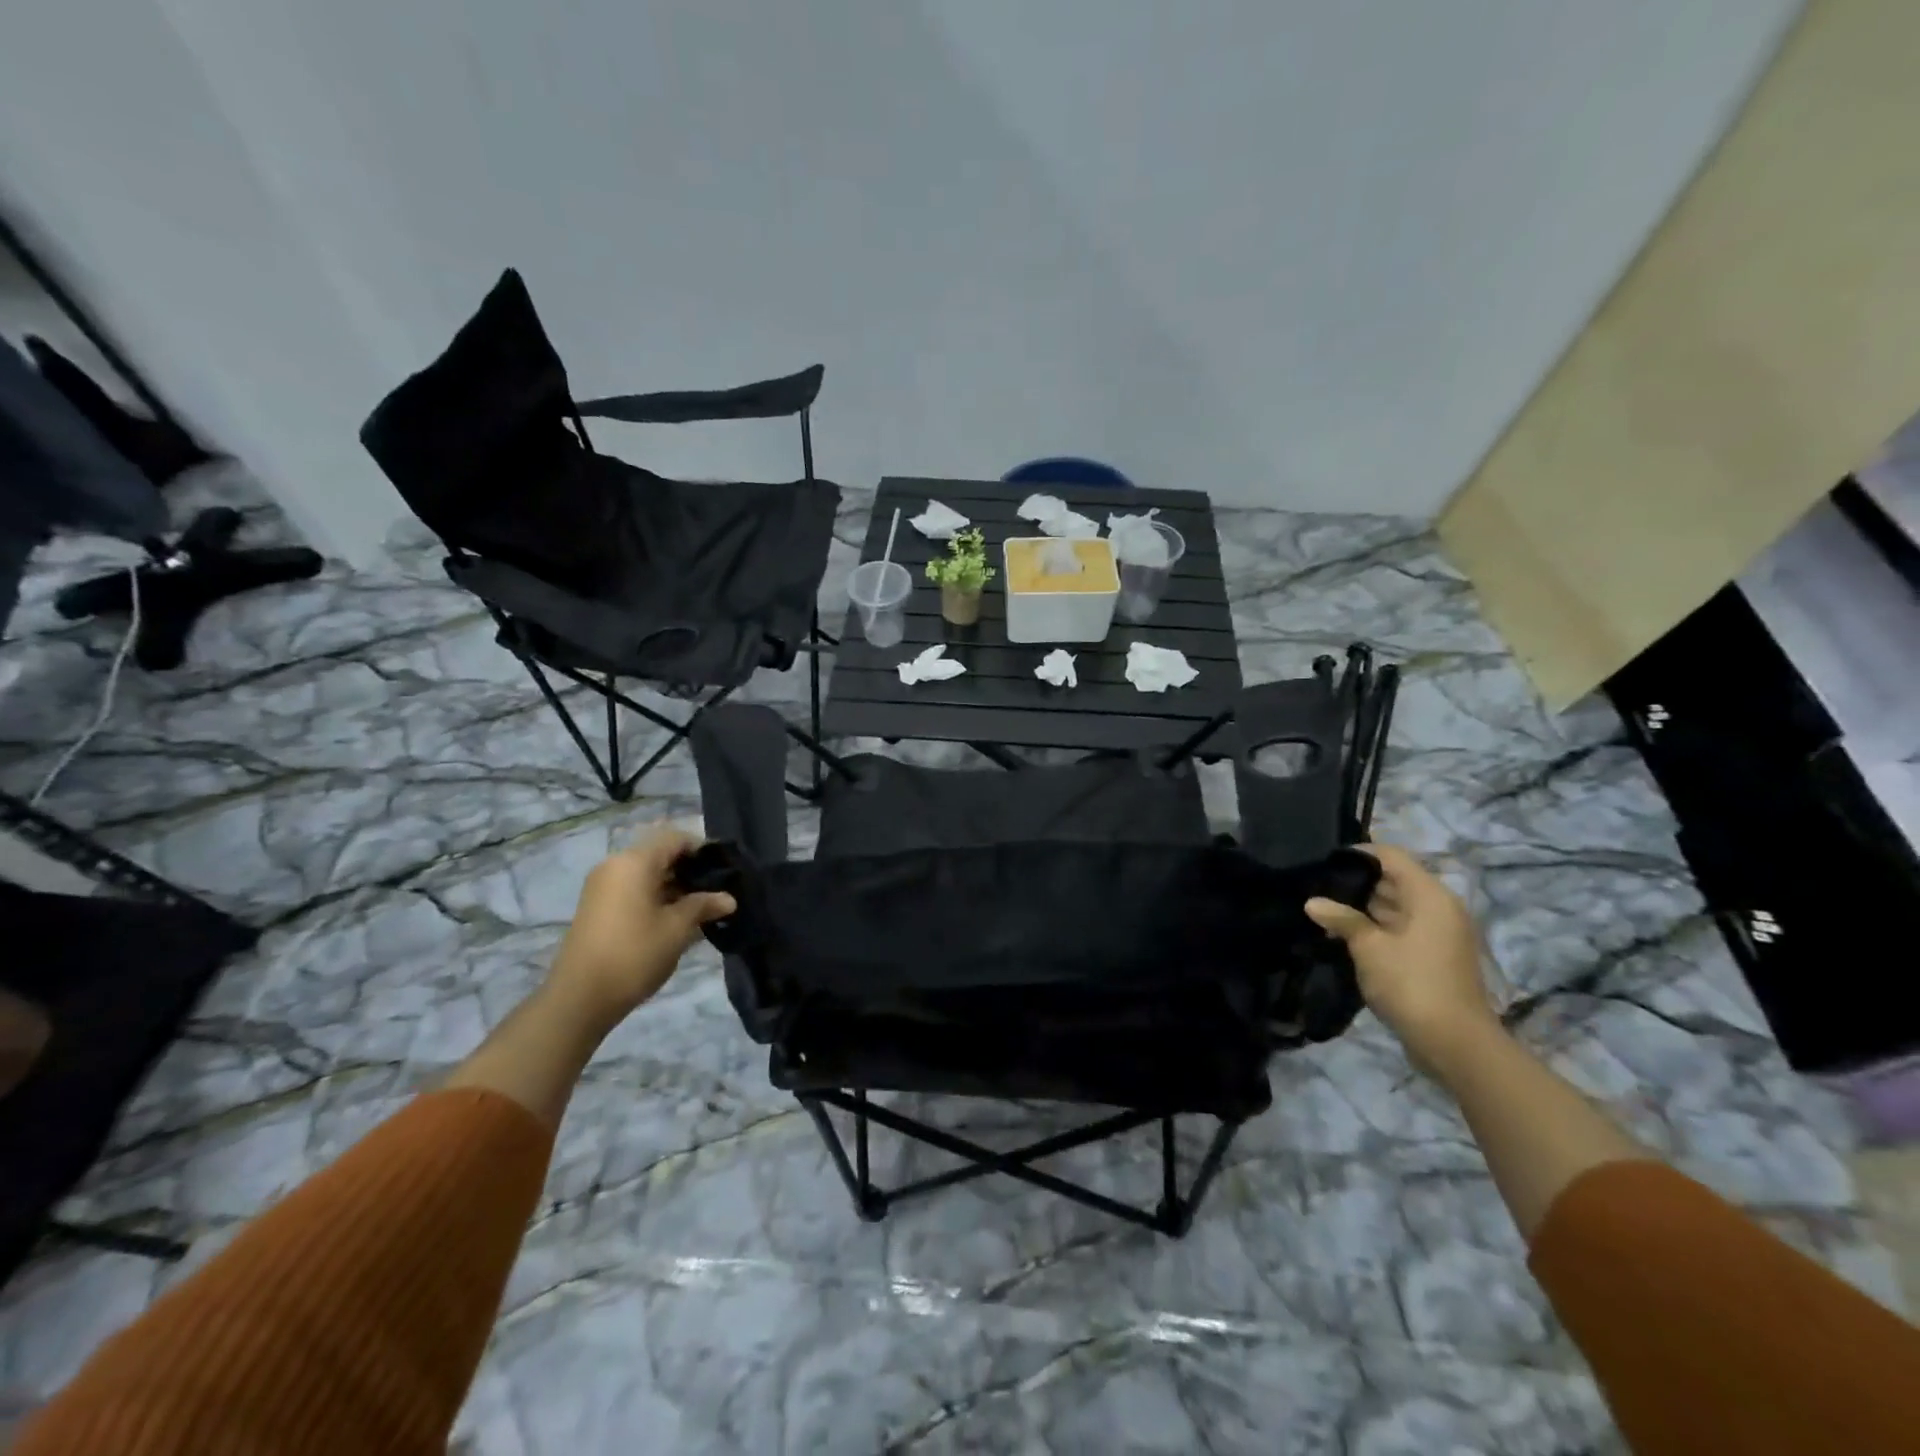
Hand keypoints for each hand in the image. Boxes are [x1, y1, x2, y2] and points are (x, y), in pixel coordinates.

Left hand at [544, 827, 735, 1030]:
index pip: (675, 838)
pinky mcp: (597, 906)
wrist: (579, 998)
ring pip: (647, 874)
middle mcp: (615, 865)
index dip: (703, 850)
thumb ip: (704, 906)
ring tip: (700, 910)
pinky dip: (655, 897)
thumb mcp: (678, 928)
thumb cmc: (634, 954)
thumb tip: (729, 899)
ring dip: (674, 887)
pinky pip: (633, 889)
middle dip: (690, 871)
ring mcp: (602, 886)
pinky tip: (675, 920)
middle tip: (716, 893)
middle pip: (660, 854)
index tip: (725, 872)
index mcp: (634, 862)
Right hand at [1305, 844, 1500, 1073]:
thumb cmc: (1413, 985)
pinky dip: (1374, 927)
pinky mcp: (1432, 955)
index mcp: (1430, 896)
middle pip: (1393, 880)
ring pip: (1394, 906)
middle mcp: (1438, 908)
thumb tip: (1312, 902)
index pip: (1391, 856)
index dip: (1357, 853)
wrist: (1455, 1045)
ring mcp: (1438, 933)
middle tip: (1315, 886)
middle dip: (1355, 882)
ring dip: (1361, 908)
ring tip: (1322, 910)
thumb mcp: (1370, 948)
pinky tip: (1341, 935)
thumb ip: (1342, 919)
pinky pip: (1399, 928)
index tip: (1323, 861)